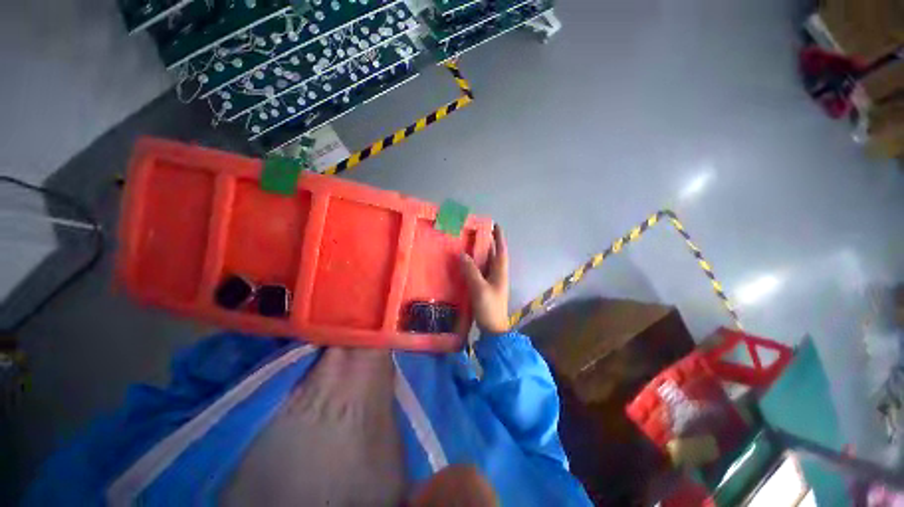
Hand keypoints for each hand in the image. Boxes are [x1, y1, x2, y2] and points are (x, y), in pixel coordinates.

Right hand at [461, 225, 509, 334]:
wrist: (493, 329)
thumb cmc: (489, 307)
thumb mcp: (479, 288)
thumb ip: (471, 271)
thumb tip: (462, 254)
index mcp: (500, 272)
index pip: (501, 250)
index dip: (499, 238)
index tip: (495, 225)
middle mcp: (498, 275)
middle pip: (494, 255)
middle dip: (488, 243)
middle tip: (476, 233)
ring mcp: (492, 282)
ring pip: (486, 263)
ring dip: (480, 254)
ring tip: (469, 244)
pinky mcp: (486, 289)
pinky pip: (480, 272)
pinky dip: (474, 265)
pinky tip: (465, 264)